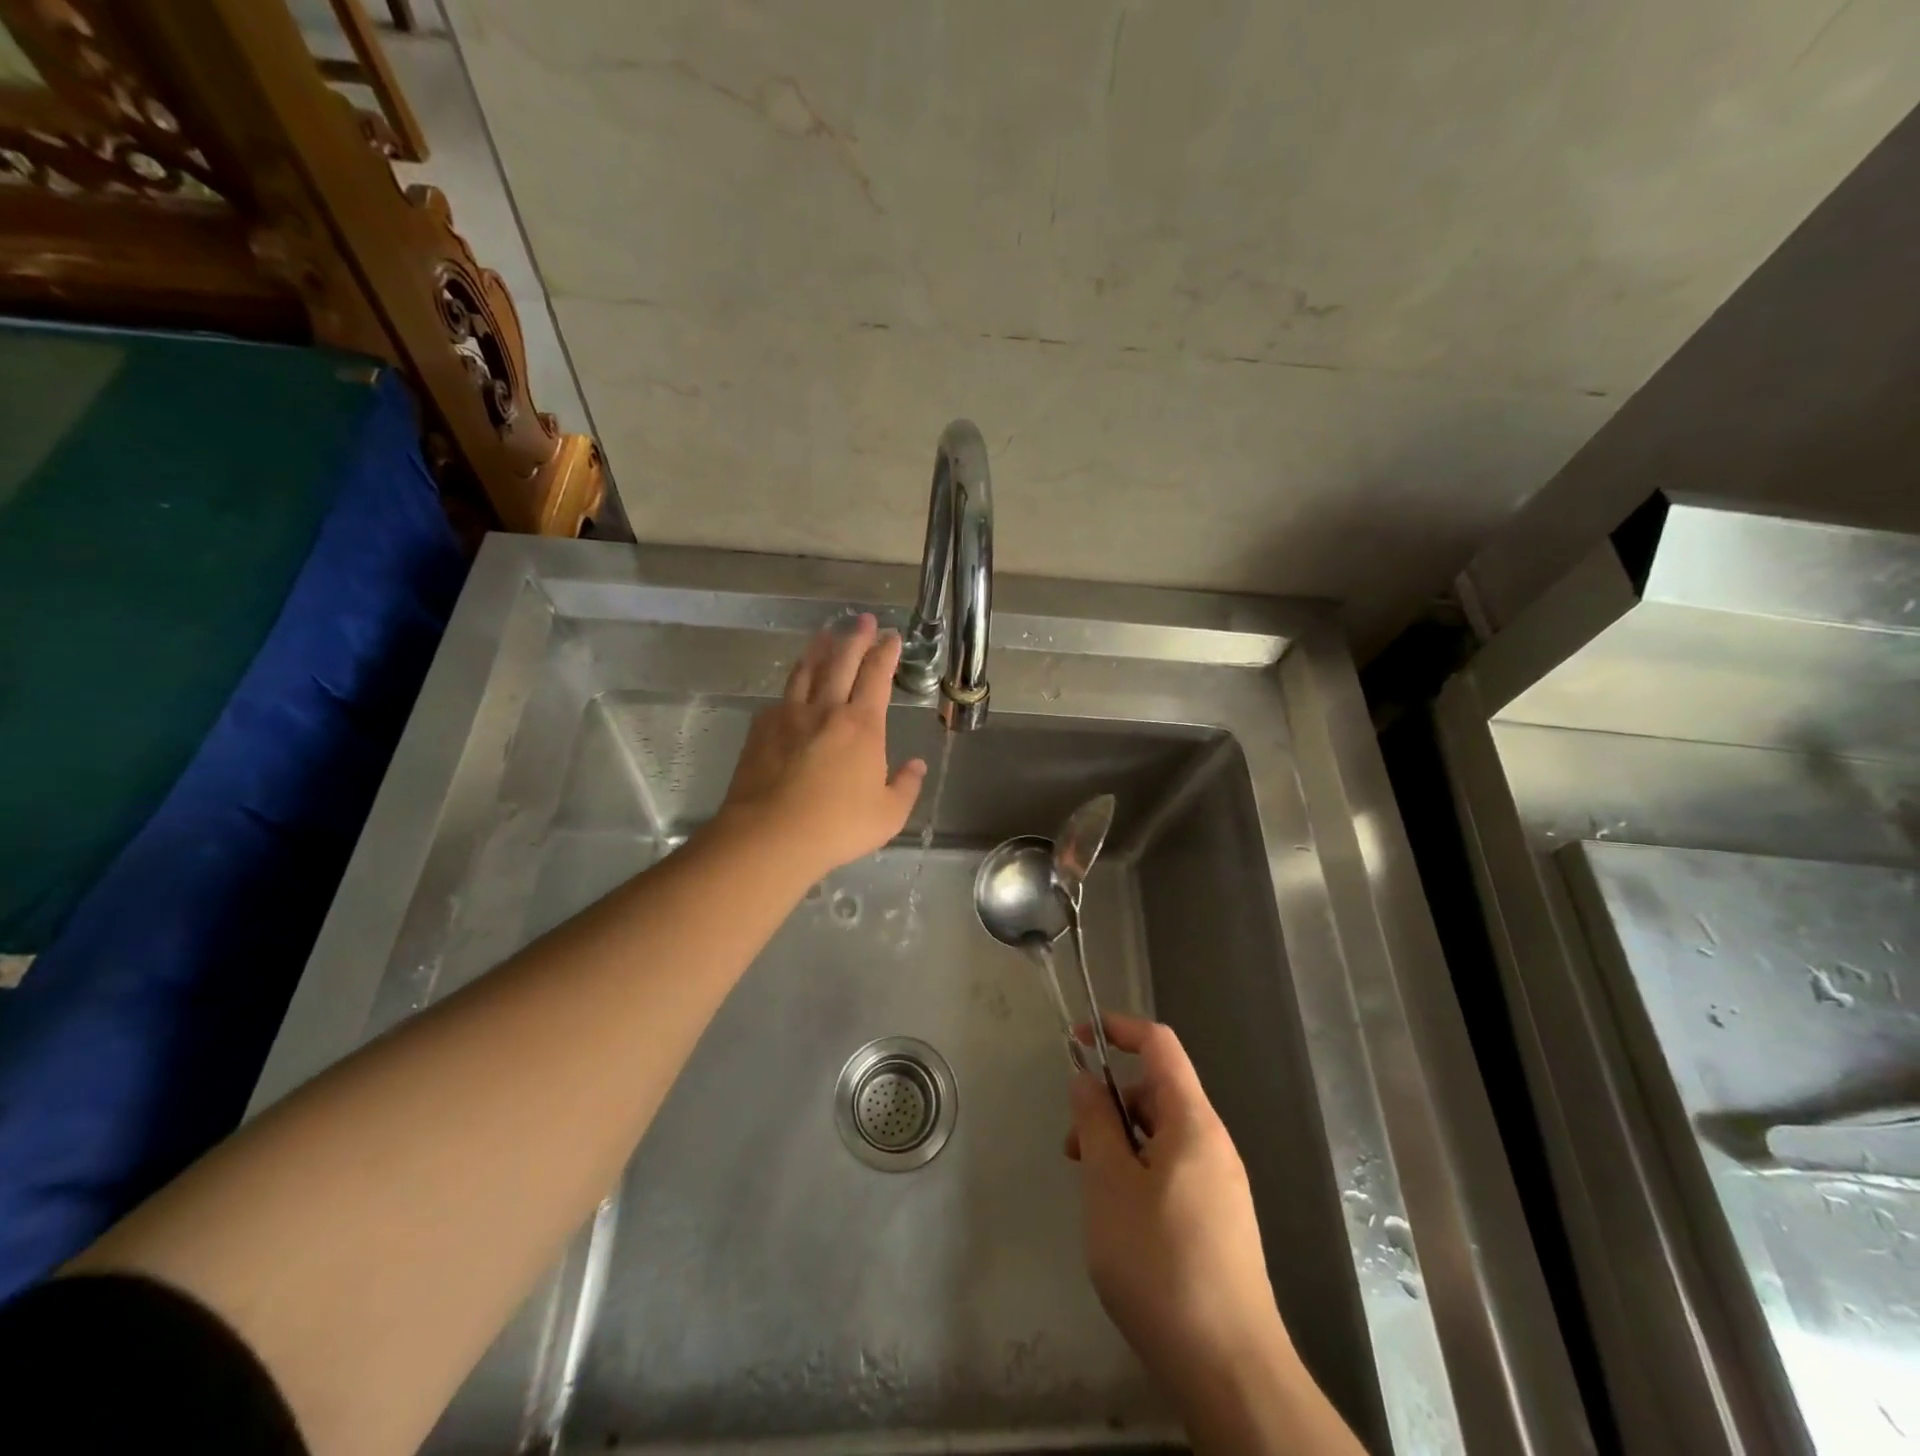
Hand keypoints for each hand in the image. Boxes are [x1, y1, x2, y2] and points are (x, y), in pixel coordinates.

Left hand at [719, 614, 926, 877]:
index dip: (885, 652)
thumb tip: (916, 765)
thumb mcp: (888, 815)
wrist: (770, 835)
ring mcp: (789, 716)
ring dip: (819, 649)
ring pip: (806, 670)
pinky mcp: (761, 729)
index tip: (891, 636)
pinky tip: (793, 687)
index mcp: (862, 725)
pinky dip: (792, 684)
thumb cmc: (837, 826)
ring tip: (826, 635)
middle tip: (862, 620)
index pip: (876, 676)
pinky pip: (781, 697)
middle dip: (855, 637)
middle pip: (841, 661)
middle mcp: (826, 709)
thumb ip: (906, 786)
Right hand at [1066, 1014, 1294, 1424]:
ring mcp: (1220, 1185)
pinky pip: (1172, 1171)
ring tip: (1091, 1189)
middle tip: (1073, 1146)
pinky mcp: (1218, 1222)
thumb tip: (1085, 1078)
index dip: (1119, 1029)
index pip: (1159, 1045)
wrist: (1229, 1371)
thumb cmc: (1160, 1264)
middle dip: (1110, 1102)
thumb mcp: (1109, 1184)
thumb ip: (1094, 1121)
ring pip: (1161, 1136)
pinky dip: (1138, 1173)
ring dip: (1120, 1143)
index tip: (1077, 1039)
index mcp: (1193, 1122)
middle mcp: (1213, 1144)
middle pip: (1157, 1092)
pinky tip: (1119, 1220)